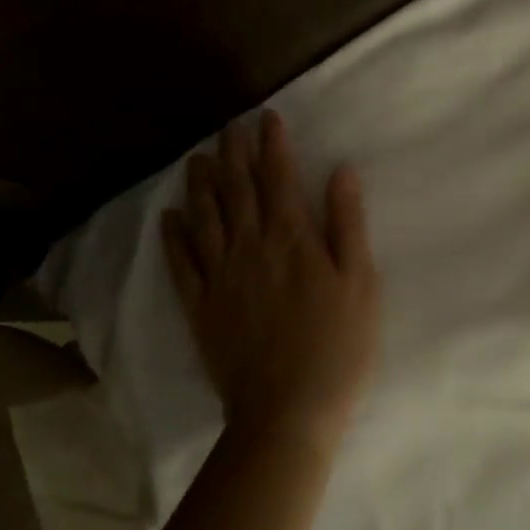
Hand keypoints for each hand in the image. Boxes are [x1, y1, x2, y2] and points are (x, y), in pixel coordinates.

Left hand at [162, 110, 380, 445]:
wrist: (287, 411)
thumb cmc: (337, 346)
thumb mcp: (360, 282)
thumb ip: (347, 223)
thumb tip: (341, 170)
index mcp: (291, 238)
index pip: (278, 177)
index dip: (271, 144)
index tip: (266, 117)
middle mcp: (250, 246)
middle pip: (237, 188)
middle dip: (233, 152)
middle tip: (229, 126)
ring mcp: (220, 276)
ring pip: (205, 217)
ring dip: (201, 184)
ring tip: (197, 158)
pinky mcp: (201, 307)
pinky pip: (181, 264)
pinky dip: (173, 237)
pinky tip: (169, 217)